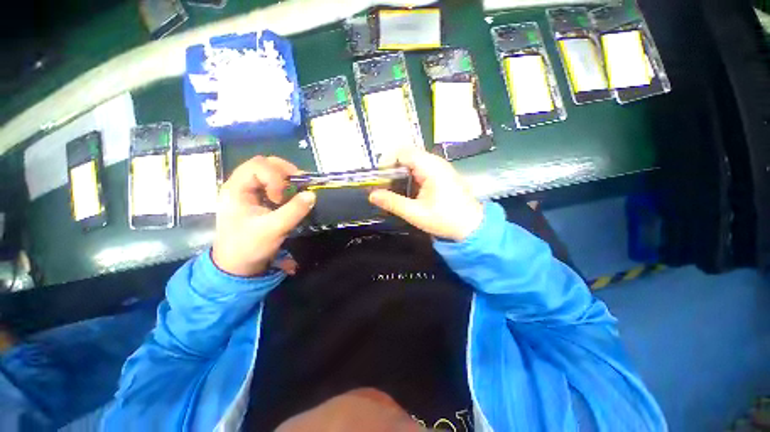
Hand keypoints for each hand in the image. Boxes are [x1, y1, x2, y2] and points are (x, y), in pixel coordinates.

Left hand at [212, 156, 314, 276]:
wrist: (236, 266)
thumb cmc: (248, 247)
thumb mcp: (273, 230)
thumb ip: (294, 211)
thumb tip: (312, 195)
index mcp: (236, 188)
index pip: (258, 165)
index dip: (276, 177)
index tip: (282, 199)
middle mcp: (242, 185)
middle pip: (265, 164)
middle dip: (285, 173)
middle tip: (299, 186)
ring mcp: (250, 192)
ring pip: (271, 173)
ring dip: (288, 180)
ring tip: (298, 192)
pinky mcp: (259, 200)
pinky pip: (275, 186)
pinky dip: (288, 188)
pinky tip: (294, 198)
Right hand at [369, 148, 482, 241]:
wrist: (473, 227)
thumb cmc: (445, 219)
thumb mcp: (415, 213)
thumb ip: (392, 202)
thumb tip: (371, 195)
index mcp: (430, 167)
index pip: (403, 151)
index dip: (387, 161)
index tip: (380, 178)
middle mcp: (435, 162)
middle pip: (407, 155)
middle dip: (392, 169)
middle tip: (384, 186)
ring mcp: (440, 167)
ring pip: (413, 162)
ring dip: (401, 174)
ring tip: (393, 191)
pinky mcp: (441, 175)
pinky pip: (421, 169)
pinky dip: (410, 178)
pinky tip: (408, 192)